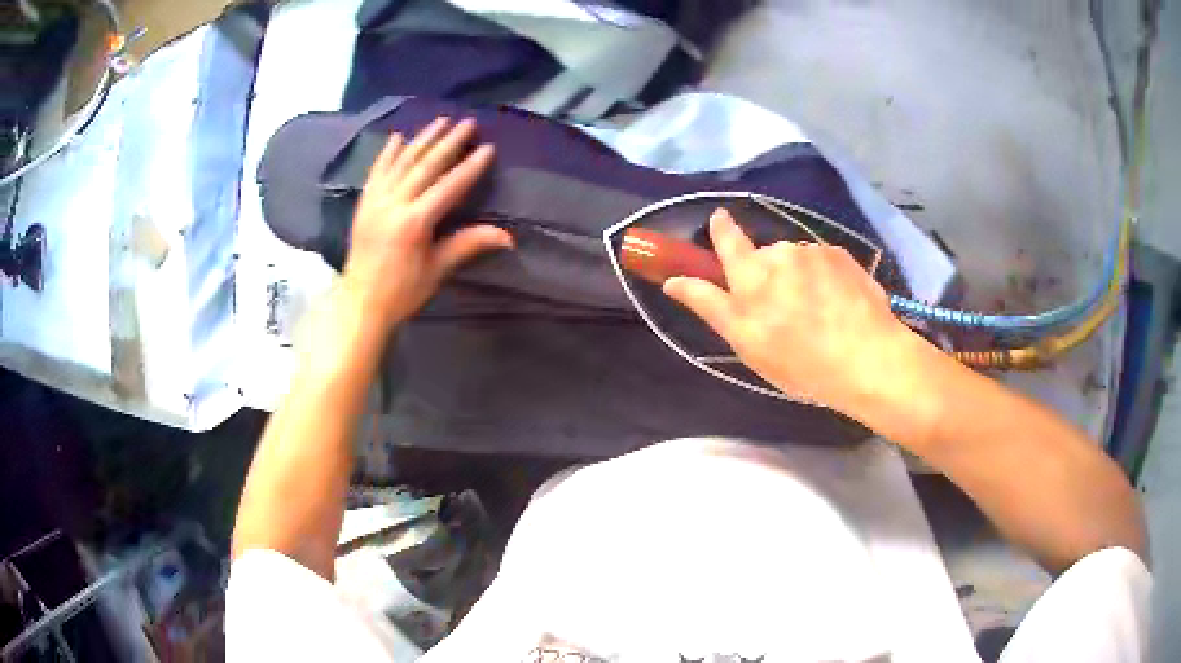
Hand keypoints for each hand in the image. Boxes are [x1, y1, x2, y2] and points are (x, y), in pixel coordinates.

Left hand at [341, 117, 512, 333]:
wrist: (359, 303)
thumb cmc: (401, 292)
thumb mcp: (437, 270)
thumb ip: (468, 245)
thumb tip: (508, 237)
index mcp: (414, 222)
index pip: (448, 186)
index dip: (469, 167)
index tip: (487, 147)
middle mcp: (393, 204)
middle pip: (425, 166)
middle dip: (448, 143)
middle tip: (467, 123)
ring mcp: (375, 201)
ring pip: (401, 163)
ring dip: (423, 140)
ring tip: (441, 121)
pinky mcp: (363, 204)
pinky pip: (376, 171)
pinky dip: (387, 153)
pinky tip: (397, 137)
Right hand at [663, 208, 949, 443]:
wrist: (869, 359)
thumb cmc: (801, 360)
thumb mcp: (746, 342)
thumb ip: (709, 305)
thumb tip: (672, 280)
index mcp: (752, 274)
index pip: (728, 238)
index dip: (721, 228)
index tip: (719, 220)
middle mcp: (782, 252)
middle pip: (765, 256)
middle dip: (768, 276)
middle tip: (782, 315)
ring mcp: (816, 252)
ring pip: (796, 260)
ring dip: (798, 279)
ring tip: (815, 316)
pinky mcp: (844, 257)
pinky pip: (823, 262)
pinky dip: (823, 280)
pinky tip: (836, 308)